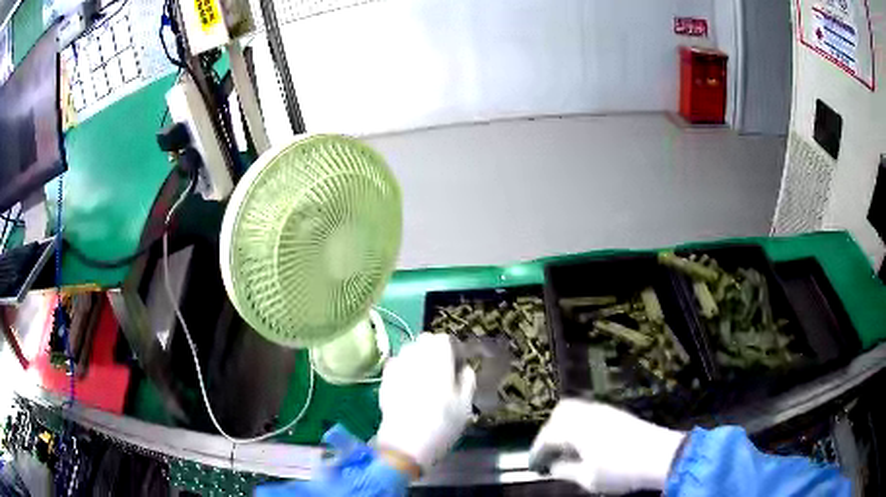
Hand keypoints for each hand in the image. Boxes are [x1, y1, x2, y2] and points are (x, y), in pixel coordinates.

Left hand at [375, 333, 475, 473]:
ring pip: (408, 350)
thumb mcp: (465, 404)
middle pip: (424, 340)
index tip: (457, 364)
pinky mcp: (384, 379)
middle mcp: (415, 356)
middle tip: (442, 370)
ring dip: (418, 357)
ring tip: (424, 376)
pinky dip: (403, 368)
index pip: (444, 339)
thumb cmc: (442, 424)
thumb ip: (467, 380)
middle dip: (434, 350)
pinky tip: (408, 385)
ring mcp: (397, 367)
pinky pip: (396, 364)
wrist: (405, 443)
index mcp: (438, 359)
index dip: (452, 349)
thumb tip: (464, 368)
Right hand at [529, 399, 685, 494]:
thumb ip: (565, 470)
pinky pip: (590, 413)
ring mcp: (605, 410)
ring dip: (566, 426)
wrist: (660, 455)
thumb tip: (553, 466)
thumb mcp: (588, 478)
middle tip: (548, 452)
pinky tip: (586, 443)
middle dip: (549, 432)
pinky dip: (581, 425)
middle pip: (561, 412)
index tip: (534, 466)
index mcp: (576, 428)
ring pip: (577, 409)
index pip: (547, 437)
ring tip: (566, 448)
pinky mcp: (618, 413)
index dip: (537, 452)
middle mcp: (588, 413)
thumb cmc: (620, 470)